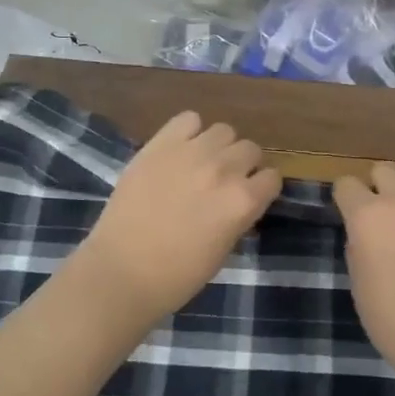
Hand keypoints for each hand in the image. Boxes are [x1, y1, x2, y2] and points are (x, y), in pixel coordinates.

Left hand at [76, 111, 281, 325]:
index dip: (261, 188)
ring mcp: (191, 152)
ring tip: (202, 163)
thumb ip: (238, 217)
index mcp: (243, 202)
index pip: (272, 178)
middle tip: (224, 181)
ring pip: (223, 130)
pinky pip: (188, 119)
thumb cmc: (176, 276)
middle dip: (243, 165)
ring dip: (219, 147)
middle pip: (250, 149)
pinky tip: (180, 150)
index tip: (250, 196)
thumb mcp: (223, 251)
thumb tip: (240, 201)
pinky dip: (190, 131)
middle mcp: (224, 170)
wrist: (121, 270)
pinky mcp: (160, 144)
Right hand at [334, 163, 394, 384]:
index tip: (346, 213)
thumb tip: (366, 234)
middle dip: (377, 185)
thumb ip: (359, 246)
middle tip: (377, 214)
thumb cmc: (392, 320)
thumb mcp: (359, 282)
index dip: (344, 198)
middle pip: (385, 170)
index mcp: (368, 216)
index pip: (347, 184)